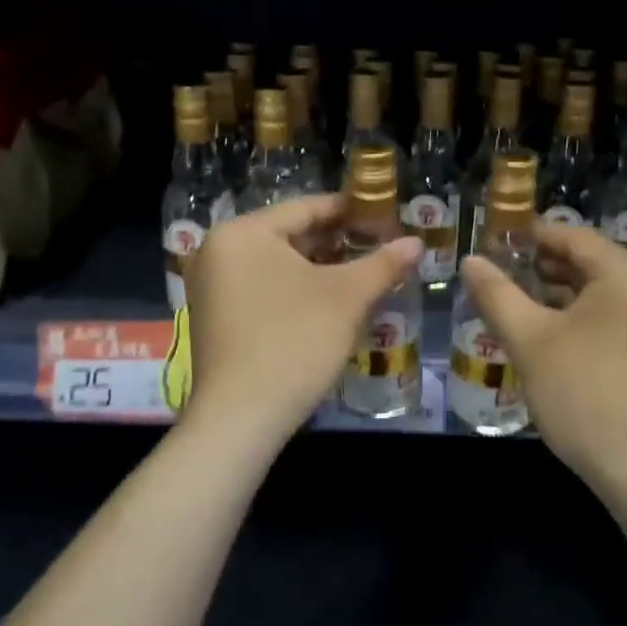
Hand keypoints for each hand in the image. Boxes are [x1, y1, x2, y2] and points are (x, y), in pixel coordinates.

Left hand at [185, 195, 422, 446]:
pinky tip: (327, 304)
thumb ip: (382, 263)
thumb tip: (416, 242)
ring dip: (318, 269)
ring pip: (275, 265)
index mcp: (242, 232)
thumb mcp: (346, 298)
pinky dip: (294, 291)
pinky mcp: (213, 317)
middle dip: (336, 243)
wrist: (241, 417)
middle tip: (377, 249)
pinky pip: (261, 288)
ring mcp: (210, 286)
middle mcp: (217, 250)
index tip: (384, 217)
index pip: (305, 208)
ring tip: (361, 276)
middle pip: (288, 236)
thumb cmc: (294, 341)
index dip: (350, 211)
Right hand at [460, 222, 626, 490]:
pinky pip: (616, 316)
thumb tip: (470, 261)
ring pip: (603, 292)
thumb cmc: (583, 394)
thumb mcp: (530, 340)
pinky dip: (582, 316)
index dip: (530, 236)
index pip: (574, 236)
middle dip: (542, 266)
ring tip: (514, 301)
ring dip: (560, 293)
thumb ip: (496, 294)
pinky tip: (548, 332)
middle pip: (590, 262)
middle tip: (498, 274)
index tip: (493, 242)